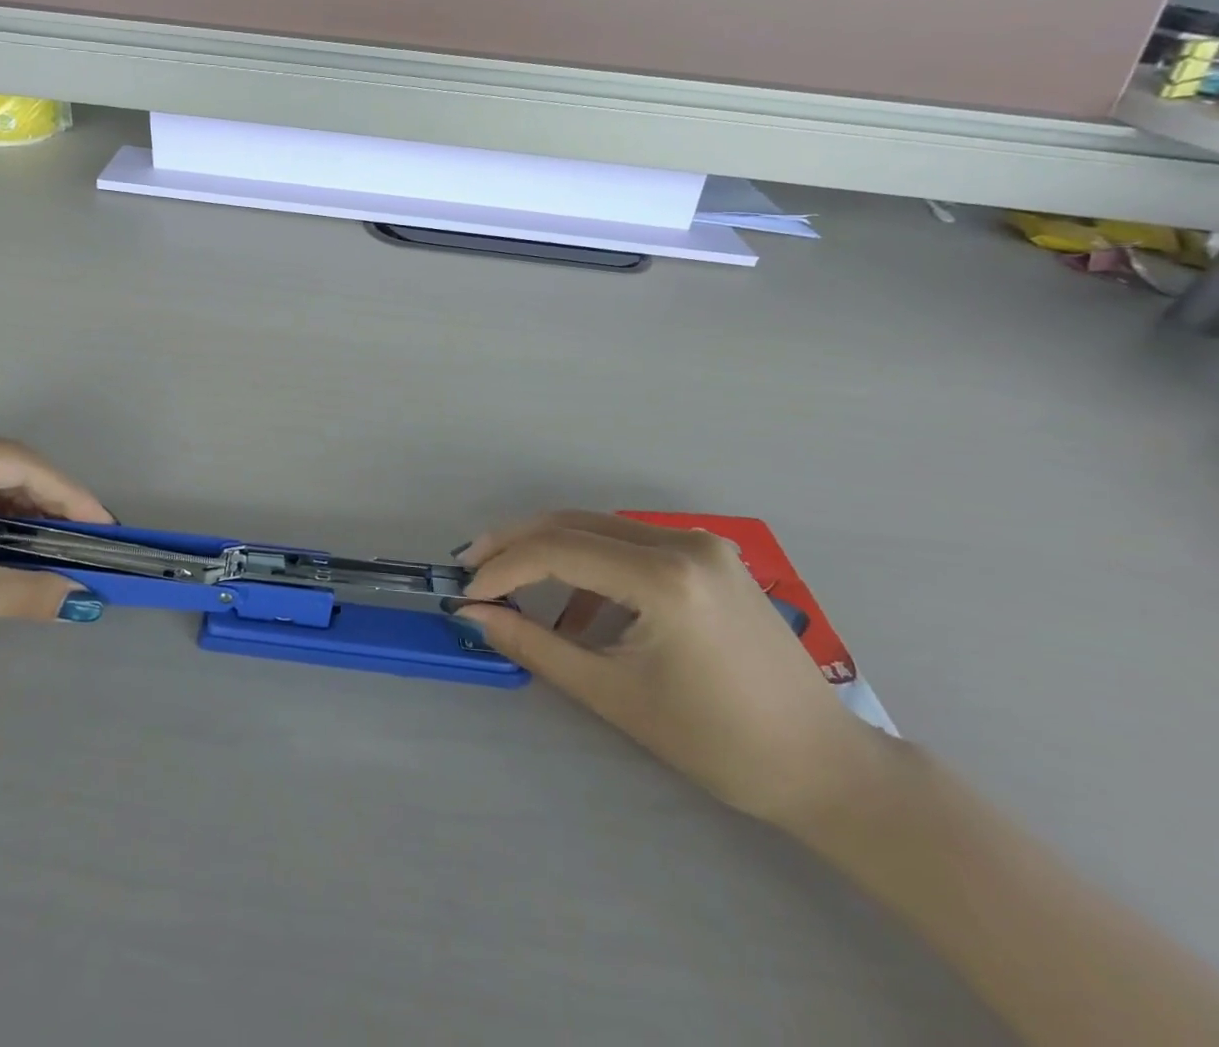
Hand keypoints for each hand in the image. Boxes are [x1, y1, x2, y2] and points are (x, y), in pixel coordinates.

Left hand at [0, 432, 114, 663]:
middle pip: (7, 470)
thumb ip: (16, 592)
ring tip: (56, 548)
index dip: (68, 492)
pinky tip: (8, 552)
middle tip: (85, 539)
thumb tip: (81, 601)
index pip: (22, 463)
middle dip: (49, 504)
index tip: (102, 524)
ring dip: (22, 517)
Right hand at [456, 511, 886, 828]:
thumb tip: (473, 615)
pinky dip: (590, 563)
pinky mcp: (710, 555)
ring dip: (549, 549)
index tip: (465, 593)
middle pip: (572, 524)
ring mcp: (702, 543)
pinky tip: (576, 602)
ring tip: (509, 580)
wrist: (824, 768)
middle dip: (515, 544)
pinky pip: (630, 544)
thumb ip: (534, 645)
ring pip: (598, 528)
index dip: (502, 568)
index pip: (558, 551)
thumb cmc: (717, 742)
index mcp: (665, 578)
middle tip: (470, 568)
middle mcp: (683, 542)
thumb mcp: (612, 694)